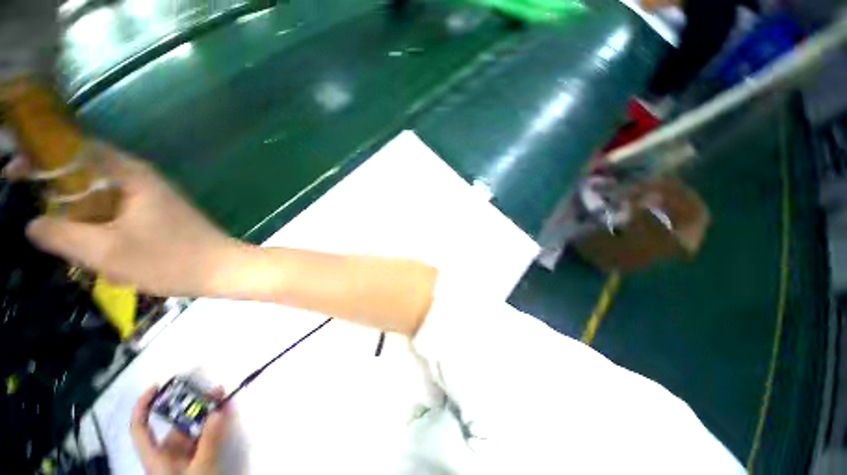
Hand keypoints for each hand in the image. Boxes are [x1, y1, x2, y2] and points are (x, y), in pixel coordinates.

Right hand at [23, 143, 241, 296]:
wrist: (223, 269)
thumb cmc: (170, 259)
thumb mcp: (107, 251)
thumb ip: (63, 235)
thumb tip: (33, 223)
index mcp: (131, 176)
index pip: (77, 149)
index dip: (43, 156)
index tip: (15, 172)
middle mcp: (142, 180)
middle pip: (86, 174)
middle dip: (57, 193)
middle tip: (39, 216)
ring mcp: (152, 198)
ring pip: (100, 199)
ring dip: (81, 218)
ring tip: (75, 244)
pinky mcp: (157, 215)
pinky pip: (117, 214)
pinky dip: (101, 229)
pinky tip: (103, 254)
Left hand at [131, 386, 230, 474]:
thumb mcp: (201, 468)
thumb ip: (209, 440)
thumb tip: (219, 409)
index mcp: (155, 456)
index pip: (140, 427)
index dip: (143, 405)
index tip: (157, 386)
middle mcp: (165, 454)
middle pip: (173, 425)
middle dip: (191, 406)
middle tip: (212, 390)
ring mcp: (181, 457)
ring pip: (191, 430)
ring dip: (206, 413)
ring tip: (222, 397)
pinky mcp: (194, 459)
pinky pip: (201, 437)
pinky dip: (212, 425)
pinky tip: (223, 414)